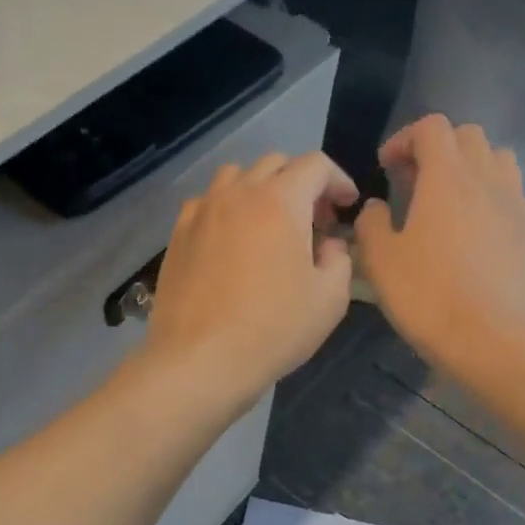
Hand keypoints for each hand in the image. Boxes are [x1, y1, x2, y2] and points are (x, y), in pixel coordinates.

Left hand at [146, 152, 359, 411]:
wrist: (200, 360)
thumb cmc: (273, 330)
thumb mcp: (330, 299)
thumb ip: (339, 258)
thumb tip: (327, 243)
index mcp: (280, 201)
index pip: (315, 165)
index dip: (338, 180)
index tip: (346, 206)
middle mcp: (237, 194)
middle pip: (274, 164)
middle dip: (301, 183)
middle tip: (313, 221)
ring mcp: (201, 212)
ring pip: (235, 177)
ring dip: (261, 189)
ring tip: (270, 225)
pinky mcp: (178, 235)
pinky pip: (206, 203)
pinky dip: (227, 209)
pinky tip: (232, 242)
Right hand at [354, 116, 524, 370]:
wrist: (489, 339)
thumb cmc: (426, 295)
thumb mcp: (380, 260)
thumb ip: (371, 223)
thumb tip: (377, 207)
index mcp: (447, 178)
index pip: (431, 128)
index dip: (404, 139)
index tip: (387, 168)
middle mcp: (487, 179)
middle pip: (467, 136)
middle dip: (437, 149)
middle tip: (414, 183)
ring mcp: (515, 205)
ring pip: (498, 160)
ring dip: (470, 168)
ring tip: (449, 201)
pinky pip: (511, 195)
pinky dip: (490, 198)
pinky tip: (474, 233)